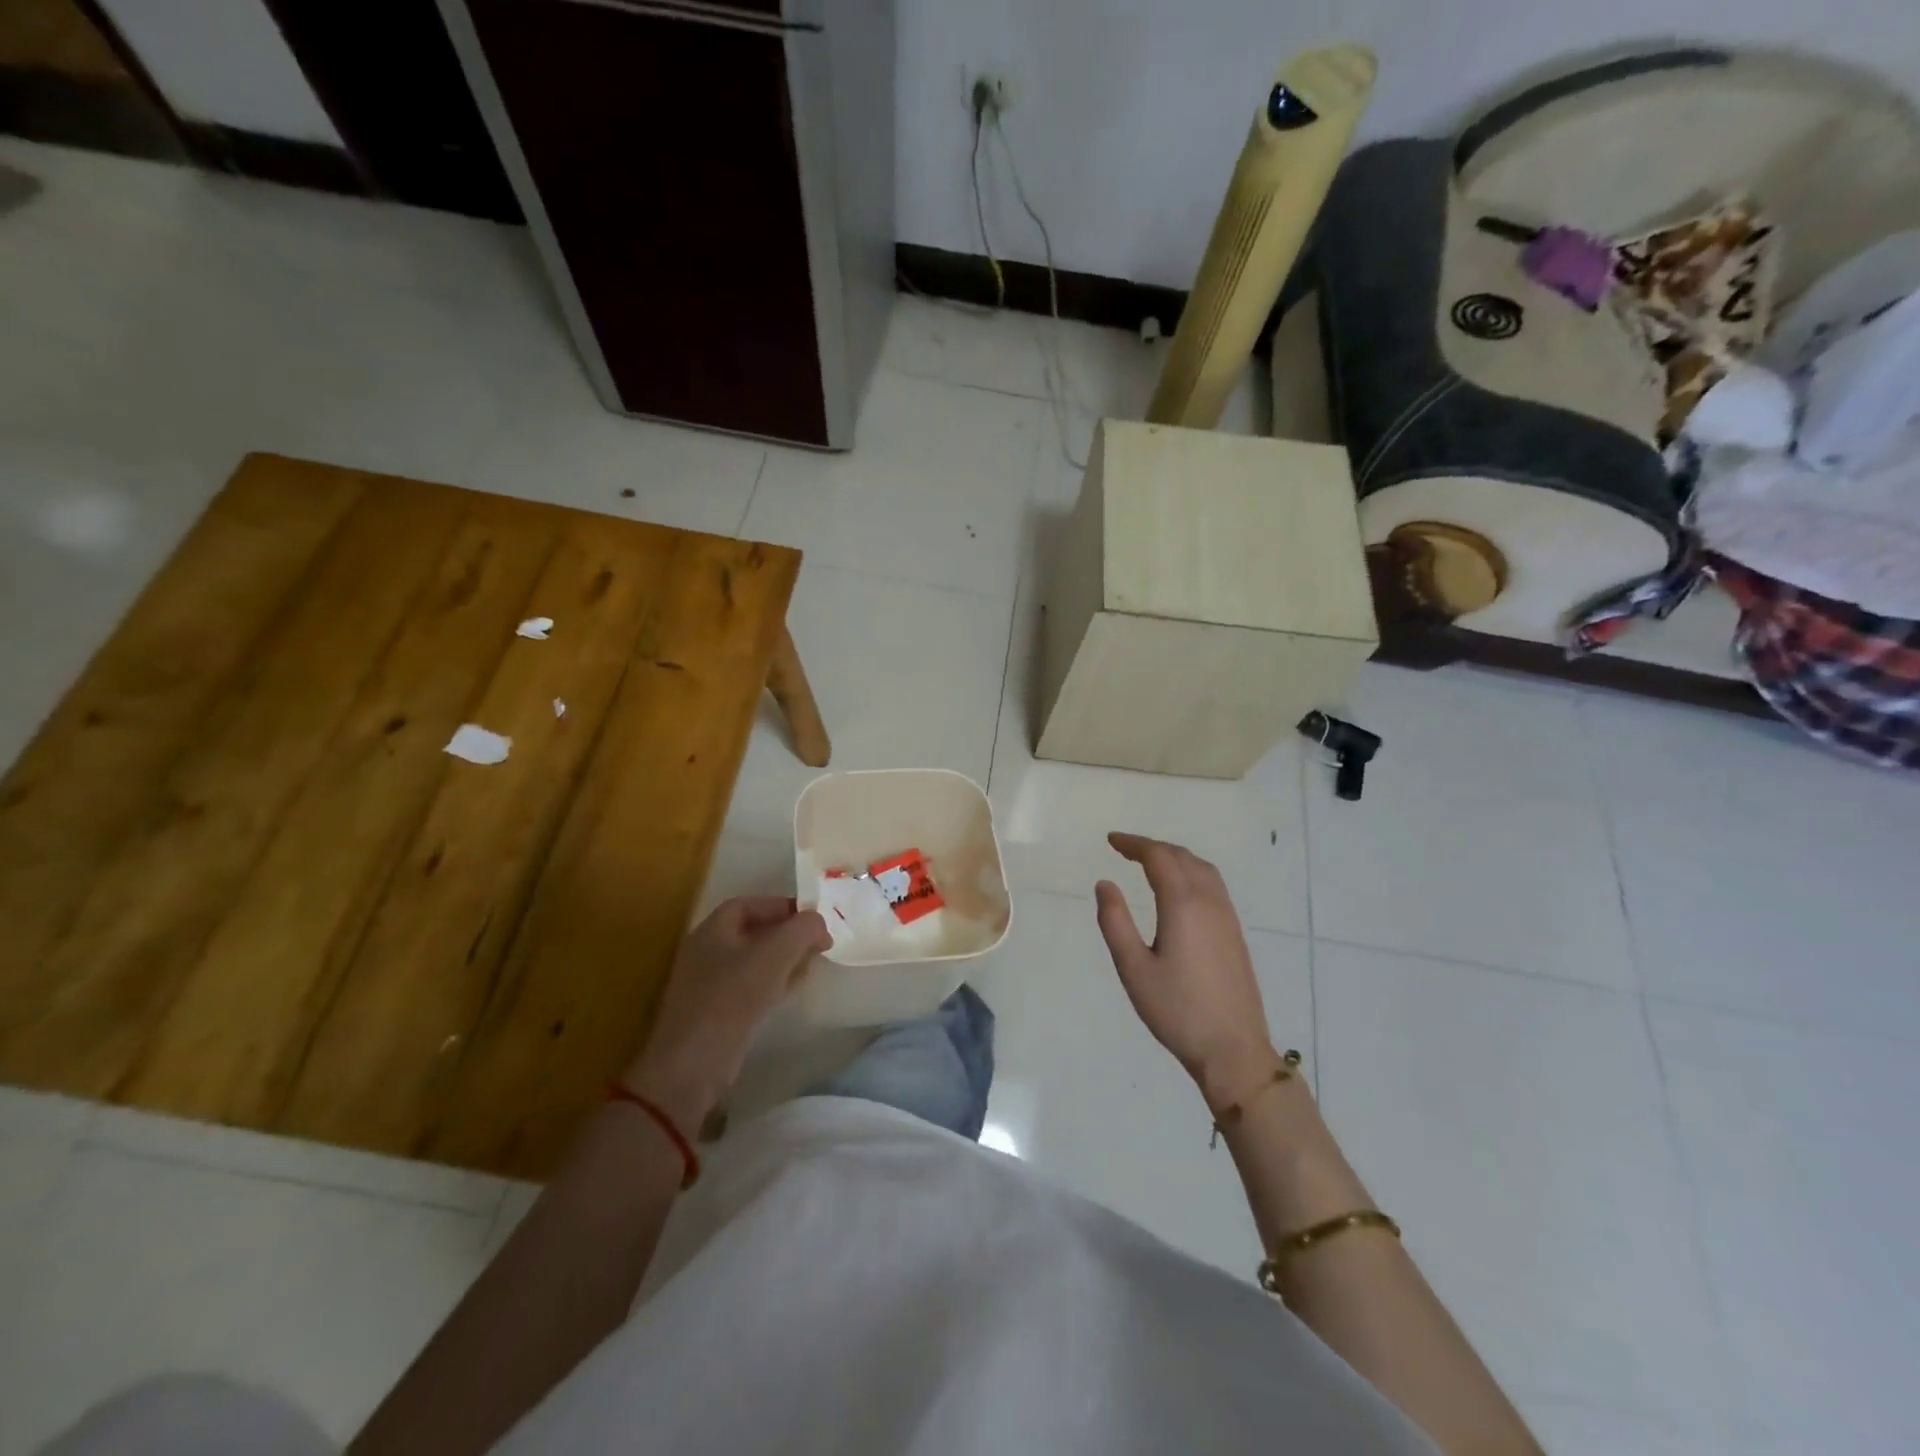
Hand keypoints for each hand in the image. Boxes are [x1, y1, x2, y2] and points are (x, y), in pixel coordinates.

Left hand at [622, 897, 830, 1129]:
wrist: (692, 1064)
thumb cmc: (733, 996)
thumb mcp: (776, 953)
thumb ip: (803, 929)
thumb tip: (818, 923)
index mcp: (713, 929)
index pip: (751, 904)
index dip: (783, 907)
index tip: (813, 920)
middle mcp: (707, 951)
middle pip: (754, 932)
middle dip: (788, 936)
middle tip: (818, 946)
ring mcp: (709, 984)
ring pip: (754, 962)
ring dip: (784, 961)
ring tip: (811, 968)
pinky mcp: (715, 1013)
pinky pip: (749, 988)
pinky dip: (772, 984)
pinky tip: (791, 992)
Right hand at [1094, 833, 1280, 1110]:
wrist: (1233, 1049)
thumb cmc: (1176, 1010)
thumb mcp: (1133, 968)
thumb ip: (1115, 922)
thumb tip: (1105, 884)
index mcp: (1183, 904)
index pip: (1159, 857)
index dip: (1134, 844)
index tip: (1111, 840)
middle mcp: (1209, 902)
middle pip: (1182, 857)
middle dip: (1153, 847)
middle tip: (1125, 849)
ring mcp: (1227, 917)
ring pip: (1202, 869)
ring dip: (1175, 857)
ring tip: (1150, 862)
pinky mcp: (1235, 933)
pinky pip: (1213, 884)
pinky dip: (1191, 872)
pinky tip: (1180, 890)